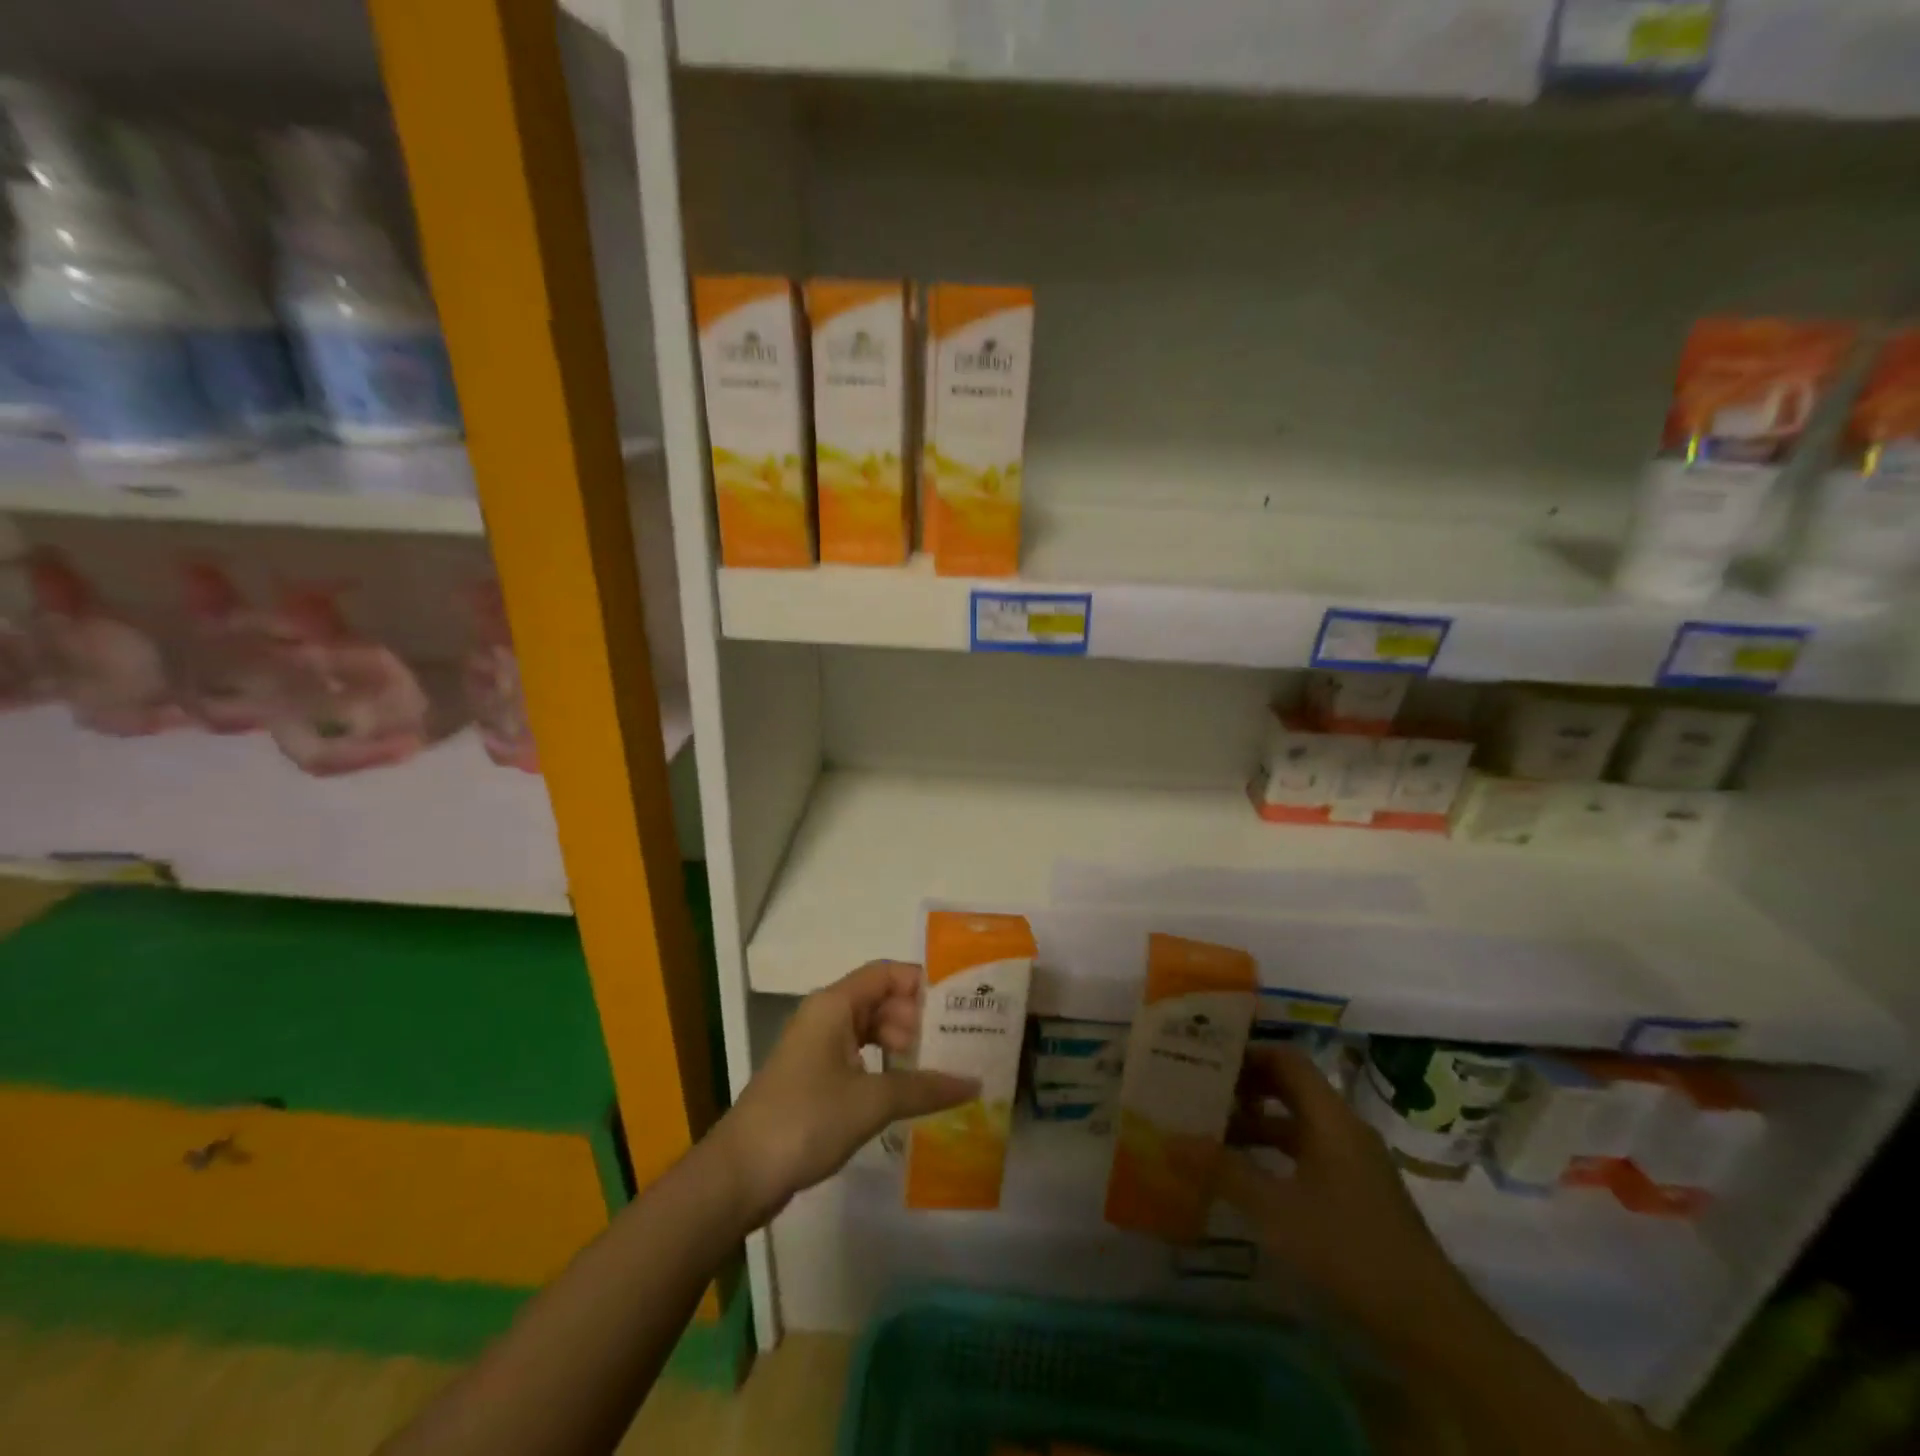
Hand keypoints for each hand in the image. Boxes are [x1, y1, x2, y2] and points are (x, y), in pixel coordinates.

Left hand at [712, 961, 978, 1226]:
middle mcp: (825, 1017)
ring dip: (902, 1046)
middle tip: (956, 1045)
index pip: (886, 973)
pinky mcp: (814, 1079)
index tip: (958, 1005)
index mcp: (834, 1005)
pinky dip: (885, 1068)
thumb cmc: (806, 1119)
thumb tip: (974, 1083)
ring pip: (870, 1031)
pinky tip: (909, 1092)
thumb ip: (924, 1087)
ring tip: (939, 1070)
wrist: (740, 1174)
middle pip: (880, 1000)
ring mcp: (817, 1048)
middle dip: (917, 1019)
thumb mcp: (871, 1101)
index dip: (921, 983)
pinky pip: (859, 1058)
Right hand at [1220, 1046, 1480, 1346]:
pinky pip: (1306, 1154)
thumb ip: (1222, 1171)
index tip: (1205, 1059)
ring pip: (1296, 1124)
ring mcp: (1353, 1163)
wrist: (1430, 1324)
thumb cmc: (1349, 1249)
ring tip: (1211, 1134)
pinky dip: (1273, 1154)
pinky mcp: (1355, 1194)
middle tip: (1199, 1091)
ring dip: (1255, 1124)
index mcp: (1330, 1118)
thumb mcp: (1276, 1210)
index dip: (1246, 1053)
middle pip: (1289, 1088)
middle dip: (1244, 1087)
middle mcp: (1343, 1129)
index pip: (1286, 1059)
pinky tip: (1246, 1177)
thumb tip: (1168, 1140)